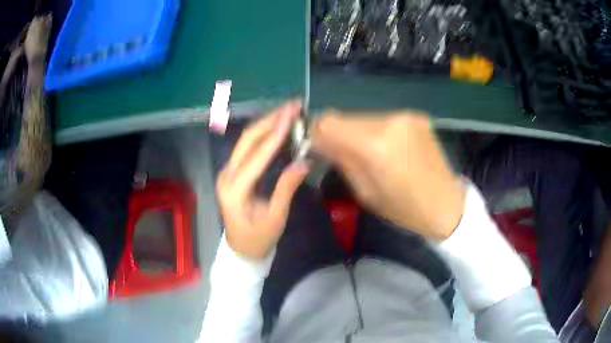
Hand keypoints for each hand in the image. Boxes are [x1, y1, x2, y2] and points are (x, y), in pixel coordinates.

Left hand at [216, 100, 309, 259]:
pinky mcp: (233, 172)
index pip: (256, 157)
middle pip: (247, 141)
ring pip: (246, 141)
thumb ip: (286, 189)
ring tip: (288, 111)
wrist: (241, 250)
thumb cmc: (258, 240)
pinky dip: (264, 135)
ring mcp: (228, 173)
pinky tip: (278, 127)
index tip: (291, 115)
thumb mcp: (275, 218)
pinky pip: (248, 148)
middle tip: (292, 107)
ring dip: (267, 124)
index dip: (275, 135)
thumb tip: (304, 162)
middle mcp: (227, 177)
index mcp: (235, 191)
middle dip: (270, 120)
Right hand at [312, 110, 465, 240]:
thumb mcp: (365, 192)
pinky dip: (378, 132)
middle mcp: (390, 121)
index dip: (318, 133)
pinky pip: (384, 120)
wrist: (446, 205)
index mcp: (376, 144)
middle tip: (345, 156)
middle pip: (346, 118)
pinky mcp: (417, 116)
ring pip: (364, 118)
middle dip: (340, 134)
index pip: (329, 122)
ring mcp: (406, 116)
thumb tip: (320, 141)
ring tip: (372, 156)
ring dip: (359, 133)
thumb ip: (342, 160)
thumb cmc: (404, 209)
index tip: (320, 148)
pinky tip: (390, 150)